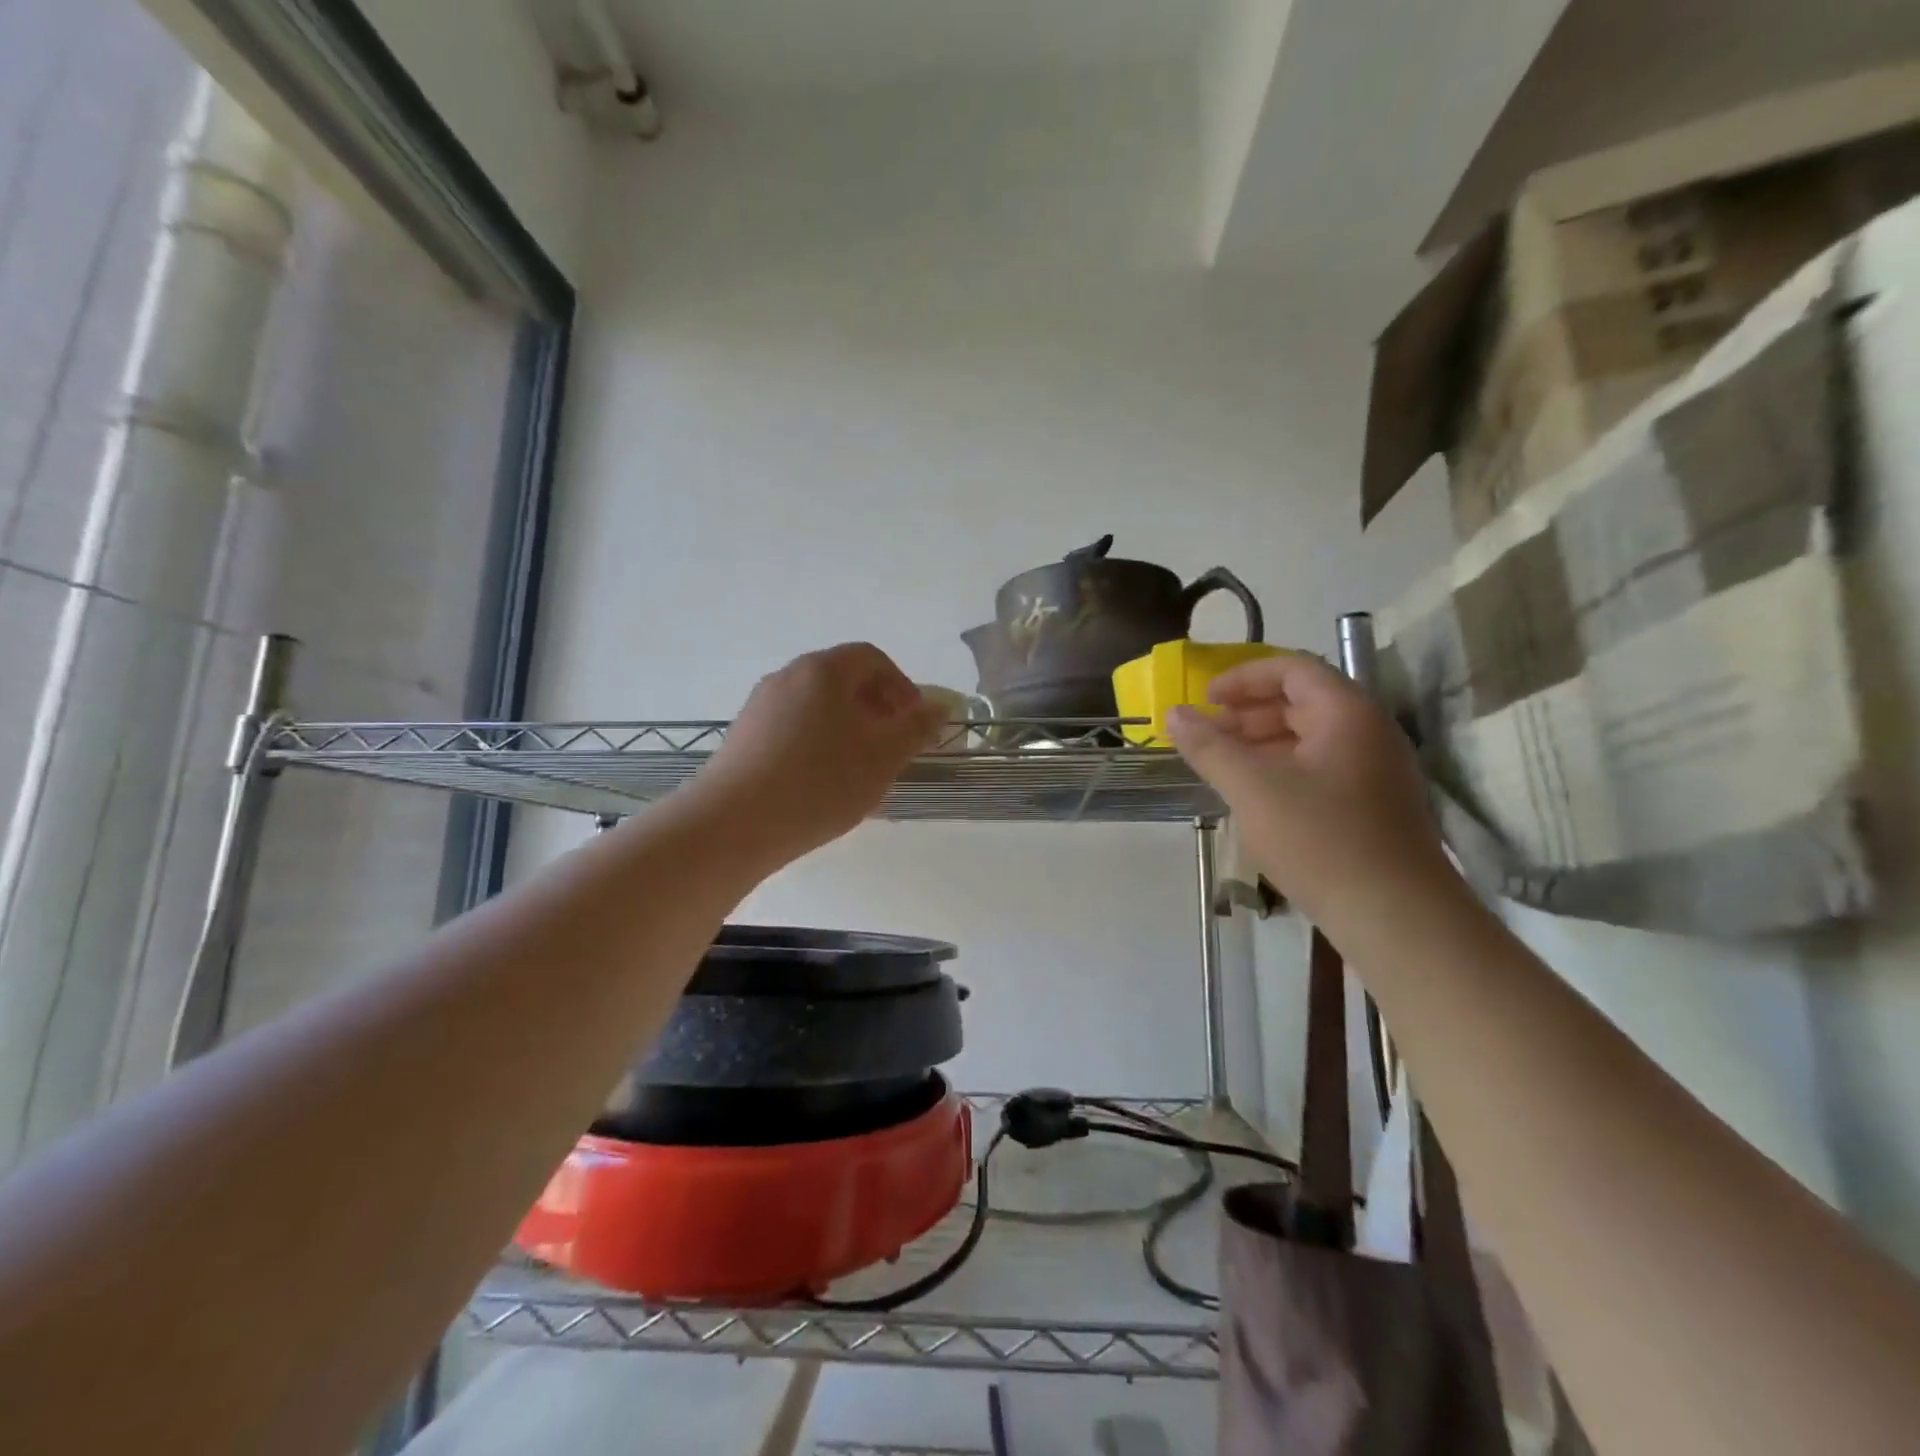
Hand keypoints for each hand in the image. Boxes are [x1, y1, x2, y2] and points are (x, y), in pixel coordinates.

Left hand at [691, 643, 945, 868]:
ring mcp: (760, 706)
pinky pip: (792, 728)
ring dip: (847, 728)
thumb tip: (940, 706)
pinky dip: (817, 743)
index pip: (872, 658)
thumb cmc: (820, 781)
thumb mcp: (883, 756)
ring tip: (860, 769)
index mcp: (823, 670)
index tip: (915, 721)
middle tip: (892, 746)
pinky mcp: (743, 737)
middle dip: (876, 708)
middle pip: (842, 680)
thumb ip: (916, 728)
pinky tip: (821, 783)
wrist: (734, 823)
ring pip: (816, 706)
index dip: (901, 685)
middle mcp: (787, 677)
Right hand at [1166, 652, 1450, 921]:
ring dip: (1262, 742)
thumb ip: (1210, 747)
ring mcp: (1376, 770)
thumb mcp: (1253, 789)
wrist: (1397, 917)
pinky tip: (1256, 797)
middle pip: (1302, 700)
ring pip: (1311, 737)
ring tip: (1223, 765)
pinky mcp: (1374, 805)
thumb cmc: (1321, 840)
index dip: (1243, 677)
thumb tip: (1174, 713)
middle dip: (1248, 712)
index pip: (1292, 669)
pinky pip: (1321, 768)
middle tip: (1208, 734)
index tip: (1205, 699)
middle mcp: (1369, 731)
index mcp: (1347, 713)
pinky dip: (1283, 769)